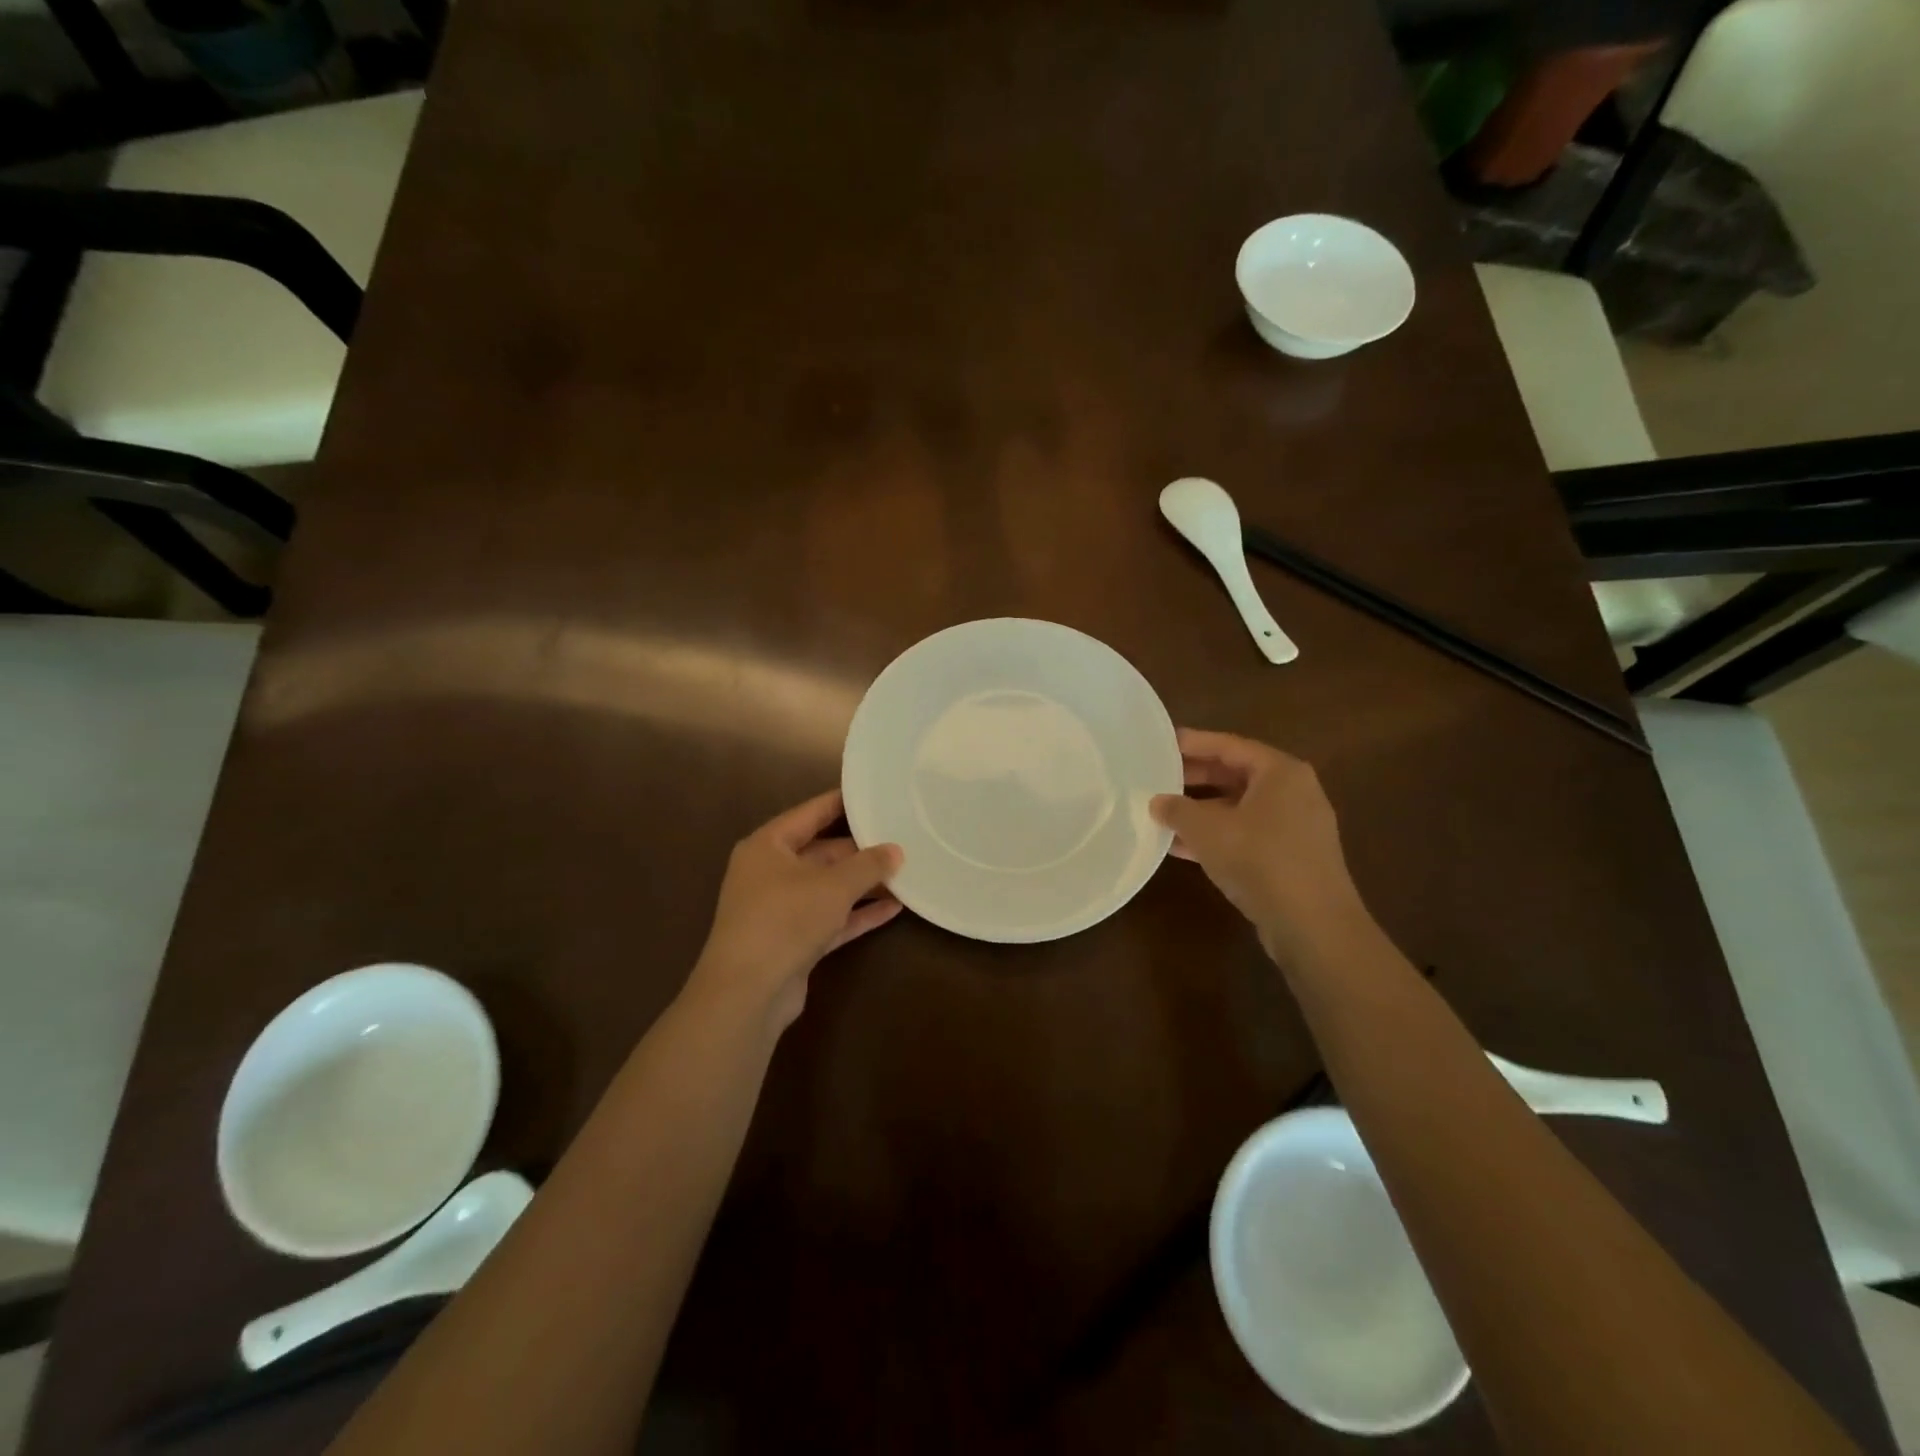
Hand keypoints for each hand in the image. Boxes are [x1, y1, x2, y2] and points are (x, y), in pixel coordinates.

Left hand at [688, 790, 903, 1030]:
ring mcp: (780, 910)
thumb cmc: (785, 920)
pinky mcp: (793, 942)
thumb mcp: (833, 886)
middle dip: (860, 850)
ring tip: (904, 872)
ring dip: (863, 884)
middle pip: (821, 852)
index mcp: (768, 846)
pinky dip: (858, 913)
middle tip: (900, 838)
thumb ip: (868, 865)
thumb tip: (895, 850)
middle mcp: (770, 873)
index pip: (810, 814)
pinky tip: (894, 909)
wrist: (747, 993)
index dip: (841, 803)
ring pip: (828, 888)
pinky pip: (831, 919)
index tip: (873, 794)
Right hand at [1150, 729, 1366, 961]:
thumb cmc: (1260, 860)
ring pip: (1238, 808)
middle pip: (1235, 775)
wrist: (1313, 926)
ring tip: (1162, 813)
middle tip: (1157, 777)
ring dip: (1201, 812)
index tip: (1162, 743)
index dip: (1193, 743)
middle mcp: (1293, 793)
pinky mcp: (1291, 858)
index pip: (1229, 745)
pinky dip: (1216, 836)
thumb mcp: (1207, 830)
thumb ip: (1177, 810)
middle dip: (1195, 779)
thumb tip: (1157, 802)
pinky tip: (1181, 847)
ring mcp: (1295, 828)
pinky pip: (1246, 835)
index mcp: (1280, 772)